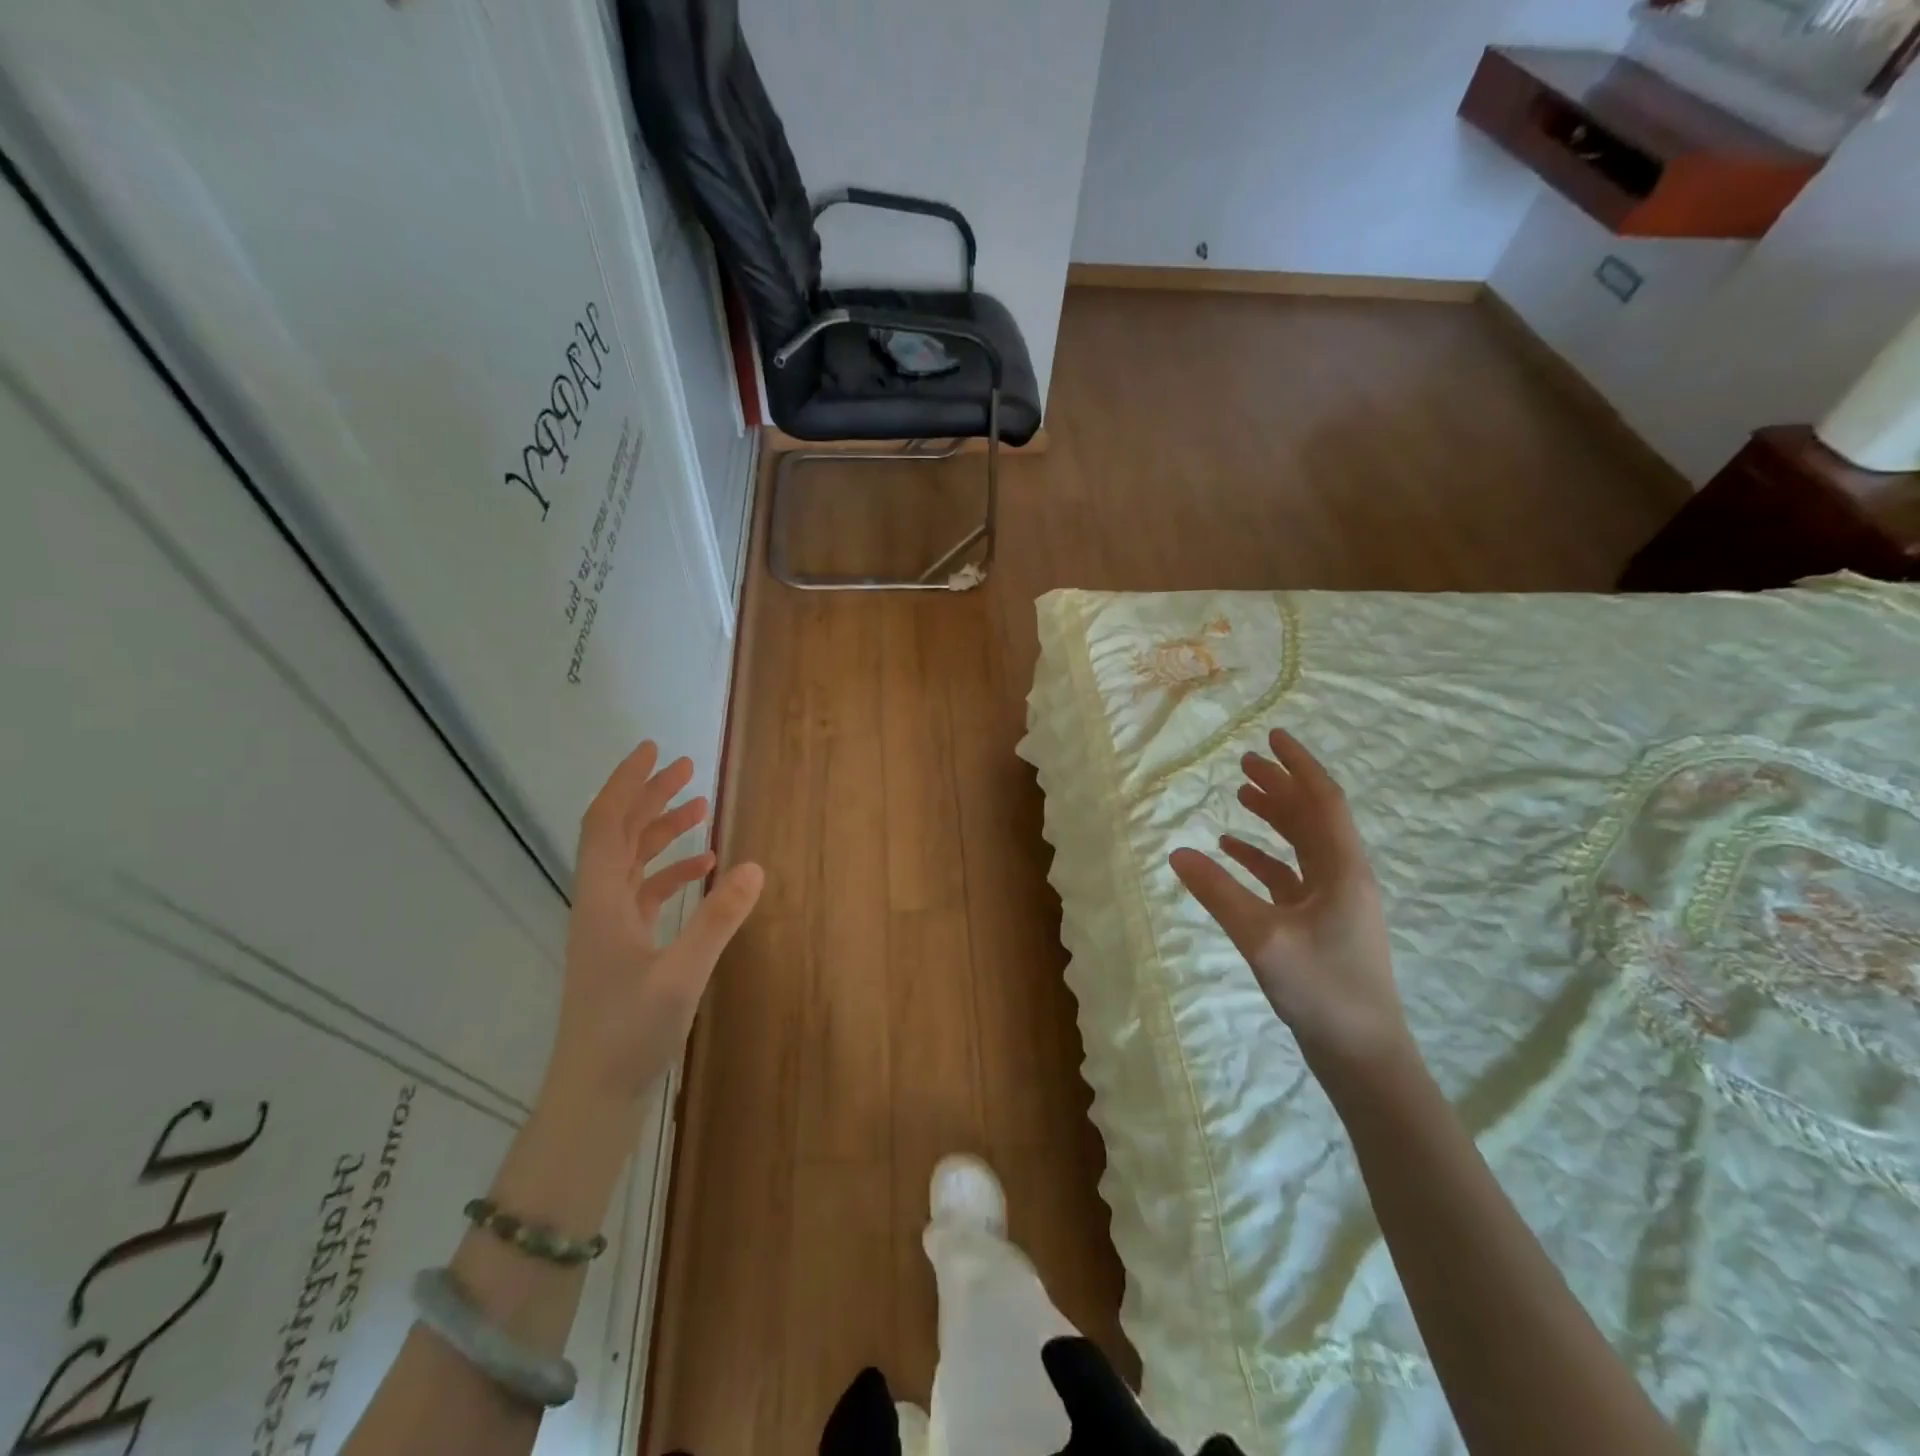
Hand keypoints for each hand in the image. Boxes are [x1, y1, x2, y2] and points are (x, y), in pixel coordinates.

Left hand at [551, 740, 763, 1105]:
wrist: (594, 1096)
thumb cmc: (629, 1033)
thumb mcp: (681, 974)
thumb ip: (718, 919)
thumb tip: (755, 865)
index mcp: (602, 901)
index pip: (606, 823)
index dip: (627, 783)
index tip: (654, 750)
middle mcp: (600, 905)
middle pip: (619, 834)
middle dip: (650, 797)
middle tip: (688, 768)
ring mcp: (610, 928)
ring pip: (633, 862)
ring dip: (663, 831)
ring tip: (701, 807)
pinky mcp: (624, 948)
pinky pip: (646, 892)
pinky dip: (672, 872)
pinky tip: (705, 868)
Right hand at [1169, 727, 1409, 1076]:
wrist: (1362, 1053)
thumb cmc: (1321, 988)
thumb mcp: (1262, 937)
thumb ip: (1218, 892)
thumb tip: (1177, 853)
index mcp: (1342, 869)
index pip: (1322, 801)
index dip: (1298, 766)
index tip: (1273, 736)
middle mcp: (1343, 876)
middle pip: (1312, 816)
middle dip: (1281, 785)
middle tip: (1246, 759)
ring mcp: (1334, 901)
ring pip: (1302, 843)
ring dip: (1273, 816)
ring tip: (1240, 793)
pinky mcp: (1320, 923)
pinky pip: (1289, 875)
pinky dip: (1263, 857)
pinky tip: (1232, 852)